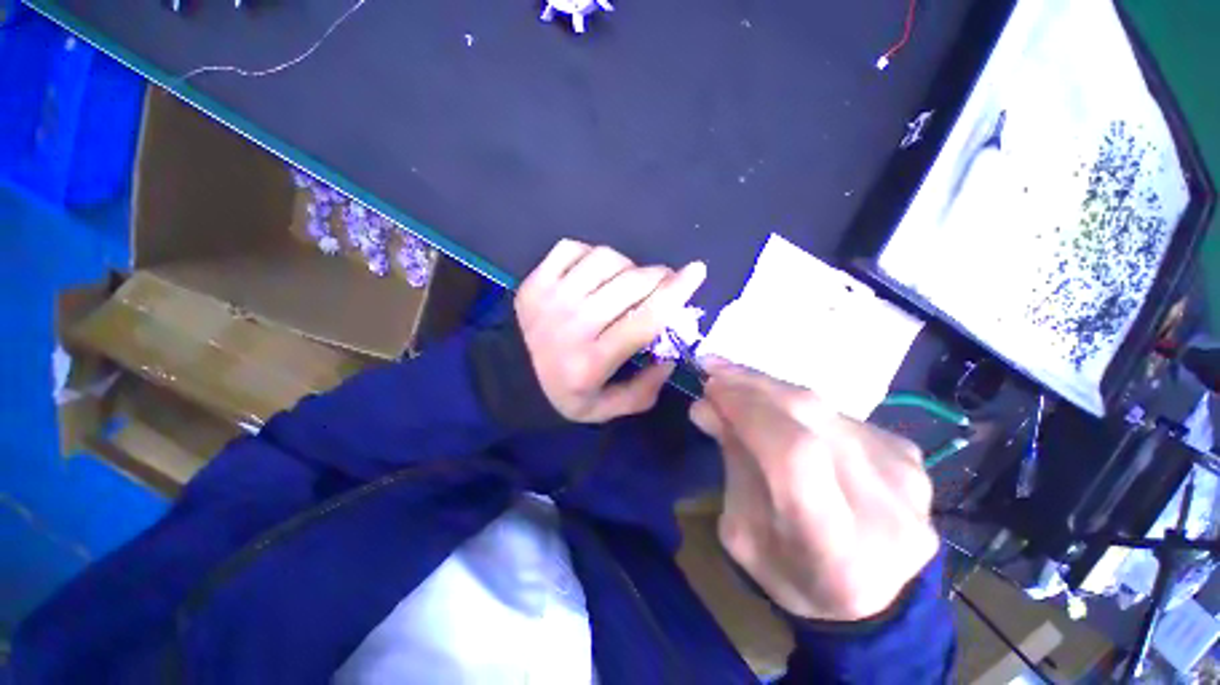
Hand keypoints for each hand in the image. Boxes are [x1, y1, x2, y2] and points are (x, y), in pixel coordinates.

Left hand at [516, 239, 705, 422]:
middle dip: (658, 276)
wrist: (507, 379)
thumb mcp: (603, 410)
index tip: (697, 271)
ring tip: (626, 280)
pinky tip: (594, 271)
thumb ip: (642, 392)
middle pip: (630, 283)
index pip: (644, 320)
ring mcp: (551, 298)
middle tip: (662, 282)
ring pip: (604, 259)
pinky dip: (591, 253)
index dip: (676, 293)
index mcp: (592, 361)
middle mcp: (574, 325)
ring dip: (627, 265)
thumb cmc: (561, 395)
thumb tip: (669, 358)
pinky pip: (571, 248)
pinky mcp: (535, 281)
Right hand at [690, 361, 937, 621]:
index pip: (793, 454)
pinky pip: (838, 414)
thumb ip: (732, 465)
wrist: (872, 598)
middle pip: (811, 417)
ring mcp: (906, 477)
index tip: (710, 387)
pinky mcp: (909, 457)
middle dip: (753, 385)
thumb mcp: (743, 533)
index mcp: (835, 549)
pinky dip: (799, 404)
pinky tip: (776, 406)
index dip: (748, 410)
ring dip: (771, 388)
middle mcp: (884, 509)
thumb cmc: (792, 575)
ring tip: (737, 381)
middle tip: (715, 369)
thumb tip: (705, 406)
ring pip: (823, 407)